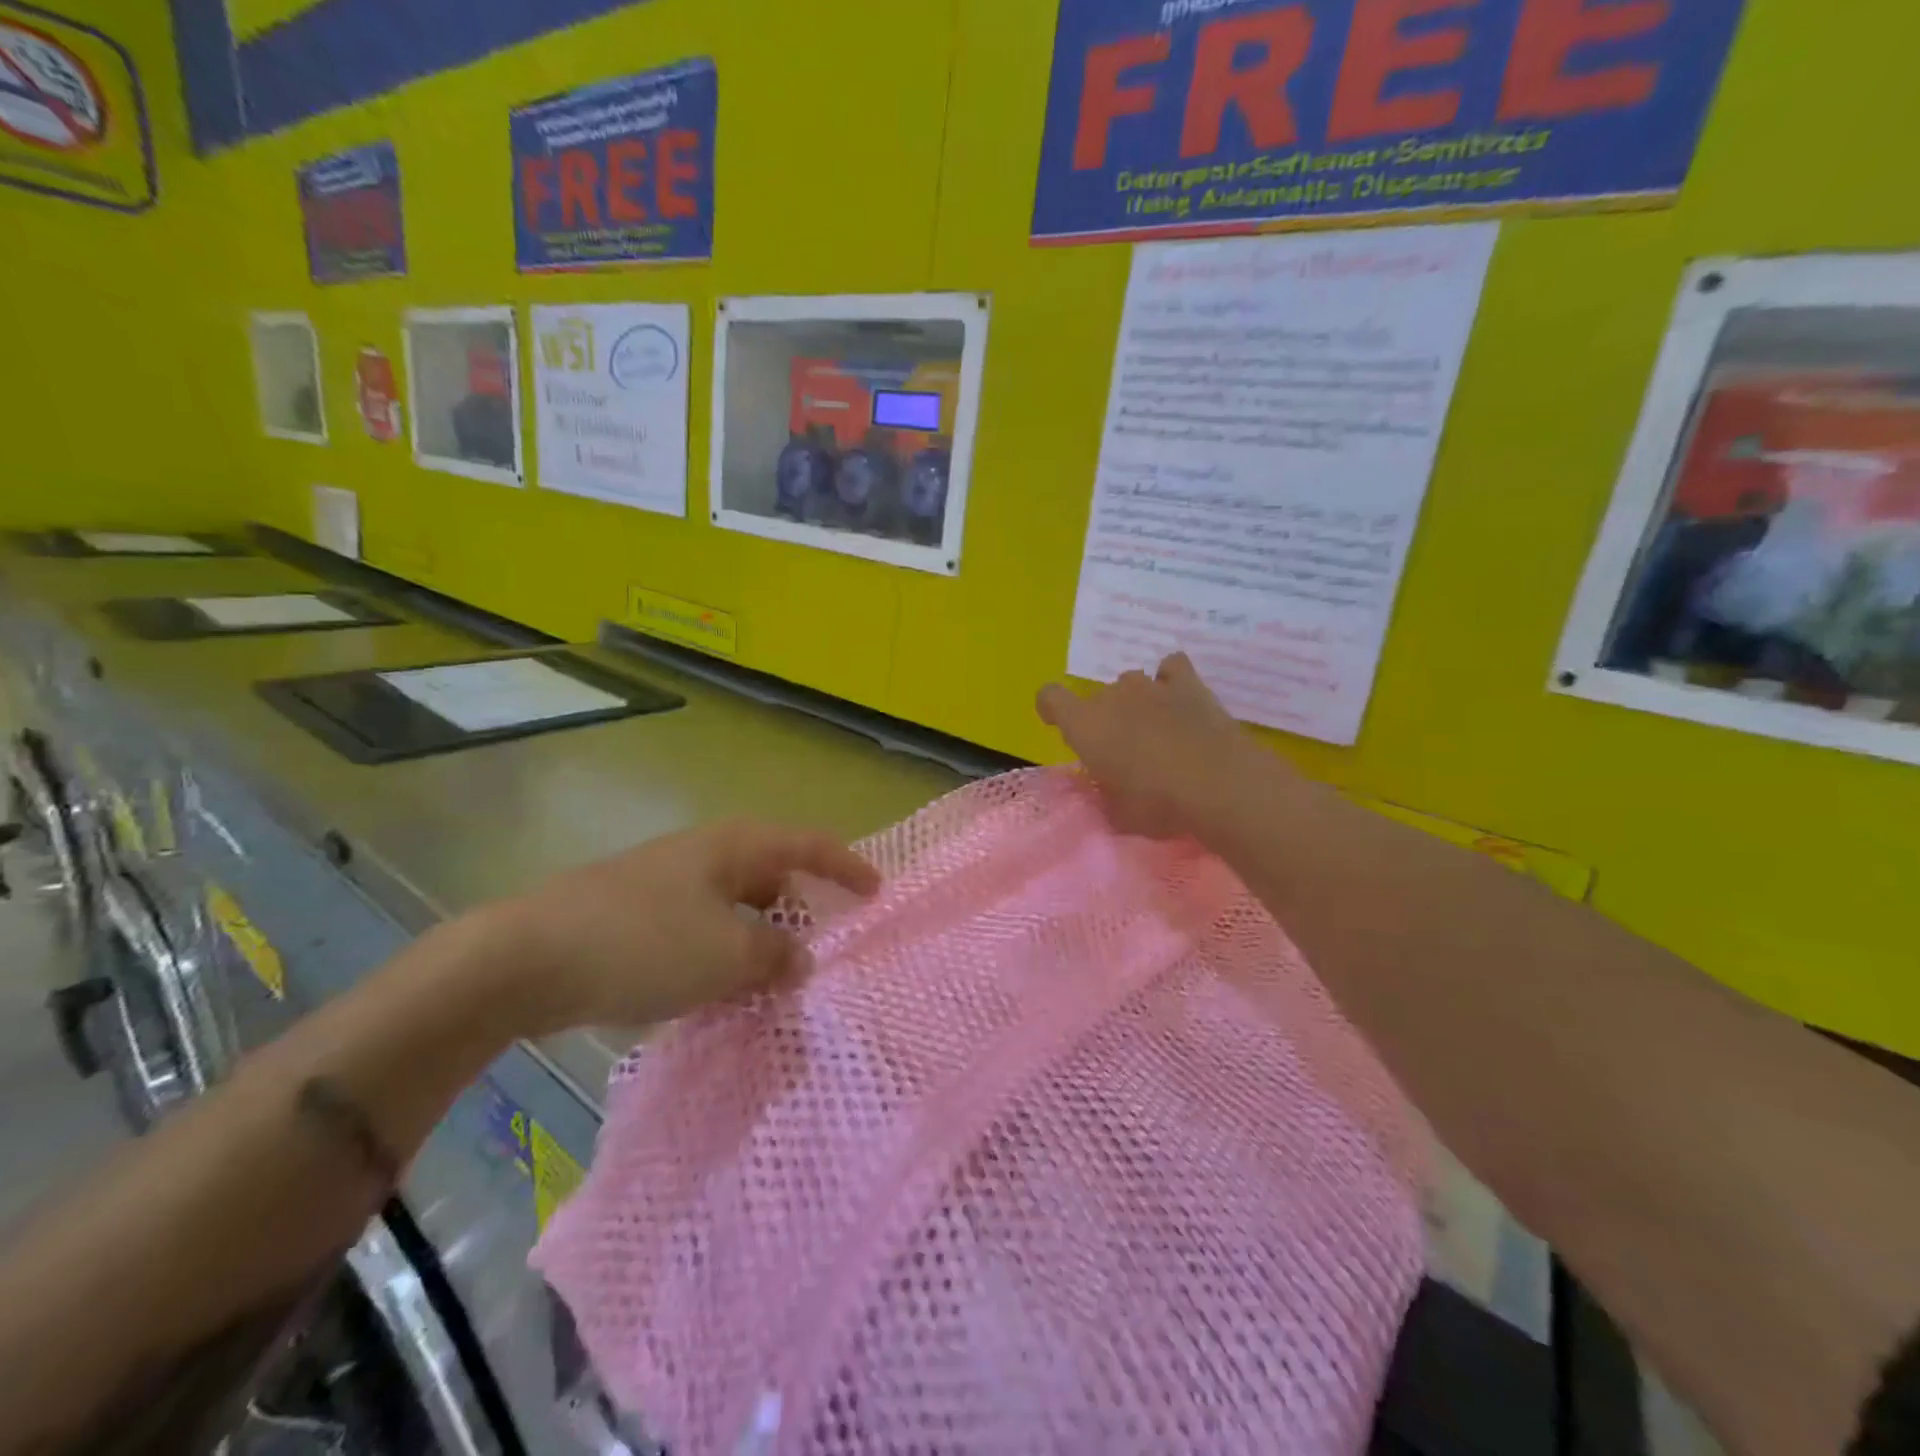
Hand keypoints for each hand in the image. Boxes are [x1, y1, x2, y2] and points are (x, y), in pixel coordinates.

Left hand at [482, 820, 879, 1032]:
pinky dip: (723, 957)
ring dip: (761, 943)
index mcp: (735, 846)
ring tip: (777, 984)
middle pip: (773, 876)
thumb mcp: (727, 954)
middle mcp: (705, 854)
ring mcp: (668, 883)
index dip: (847, 868)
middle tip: (825, 953)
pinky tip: (721, 994)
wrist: (523, 958)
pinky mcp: (637, 916)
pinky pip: (702, 931)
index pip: (810, 846)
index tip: (878, 893)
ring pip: (736, 909)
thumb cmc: (644, 942)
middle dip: (802, 912)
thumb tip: (800, 958)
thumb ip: (776, 955)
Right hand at [1037, 653, 1293, 842]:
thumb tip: (1101, 790)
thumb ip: (1102, 797)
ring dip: (1137, 703)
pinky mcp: (1189, 683)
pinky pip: (1172, 669)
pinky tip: (1179, 701)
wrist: (1218, 783)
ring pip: (1132, 683)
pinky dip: (1171, 681)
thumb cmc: (1157, 803)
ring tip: (1156, 731)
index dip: (1051, 709)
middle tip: (1124, 753)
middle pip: (1097, 697)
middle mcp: (1112, 696)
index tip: (1059, 725)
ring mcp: (1151, 685)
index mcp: (1084, 724)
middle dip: (1105, 719)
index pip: (1050, 697)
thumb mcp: (1118, 814)